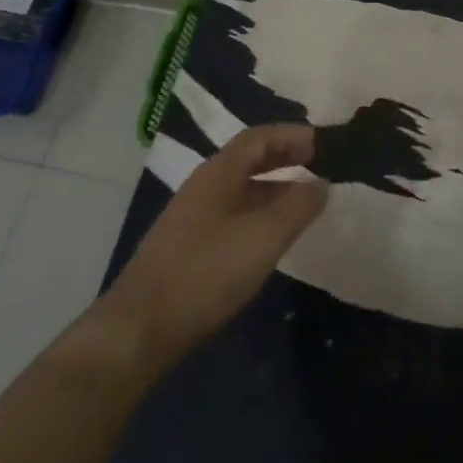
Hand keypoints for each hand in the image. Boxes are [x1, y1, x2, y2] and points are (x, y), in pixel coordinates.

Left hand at [100, 124, 329, 373]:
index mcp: (218, 174)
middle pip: (248, 160)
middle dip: (284, 157)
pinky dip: (259, 213)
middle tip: (318, 164)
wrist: (141, 328)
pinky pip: (233, 215)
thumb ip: (298, 206)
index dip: (290, 135)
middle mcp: (204, 187)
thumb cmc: (206, 272)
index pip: (258, 138)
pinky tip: (272, 235)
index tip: (322, 142)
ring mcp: (193, 217)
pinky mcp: (190, 247)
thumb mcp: (263, 237)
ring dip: (274, 187)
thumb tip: (322, 183)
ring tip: (305, 200)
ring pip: (241, 190)